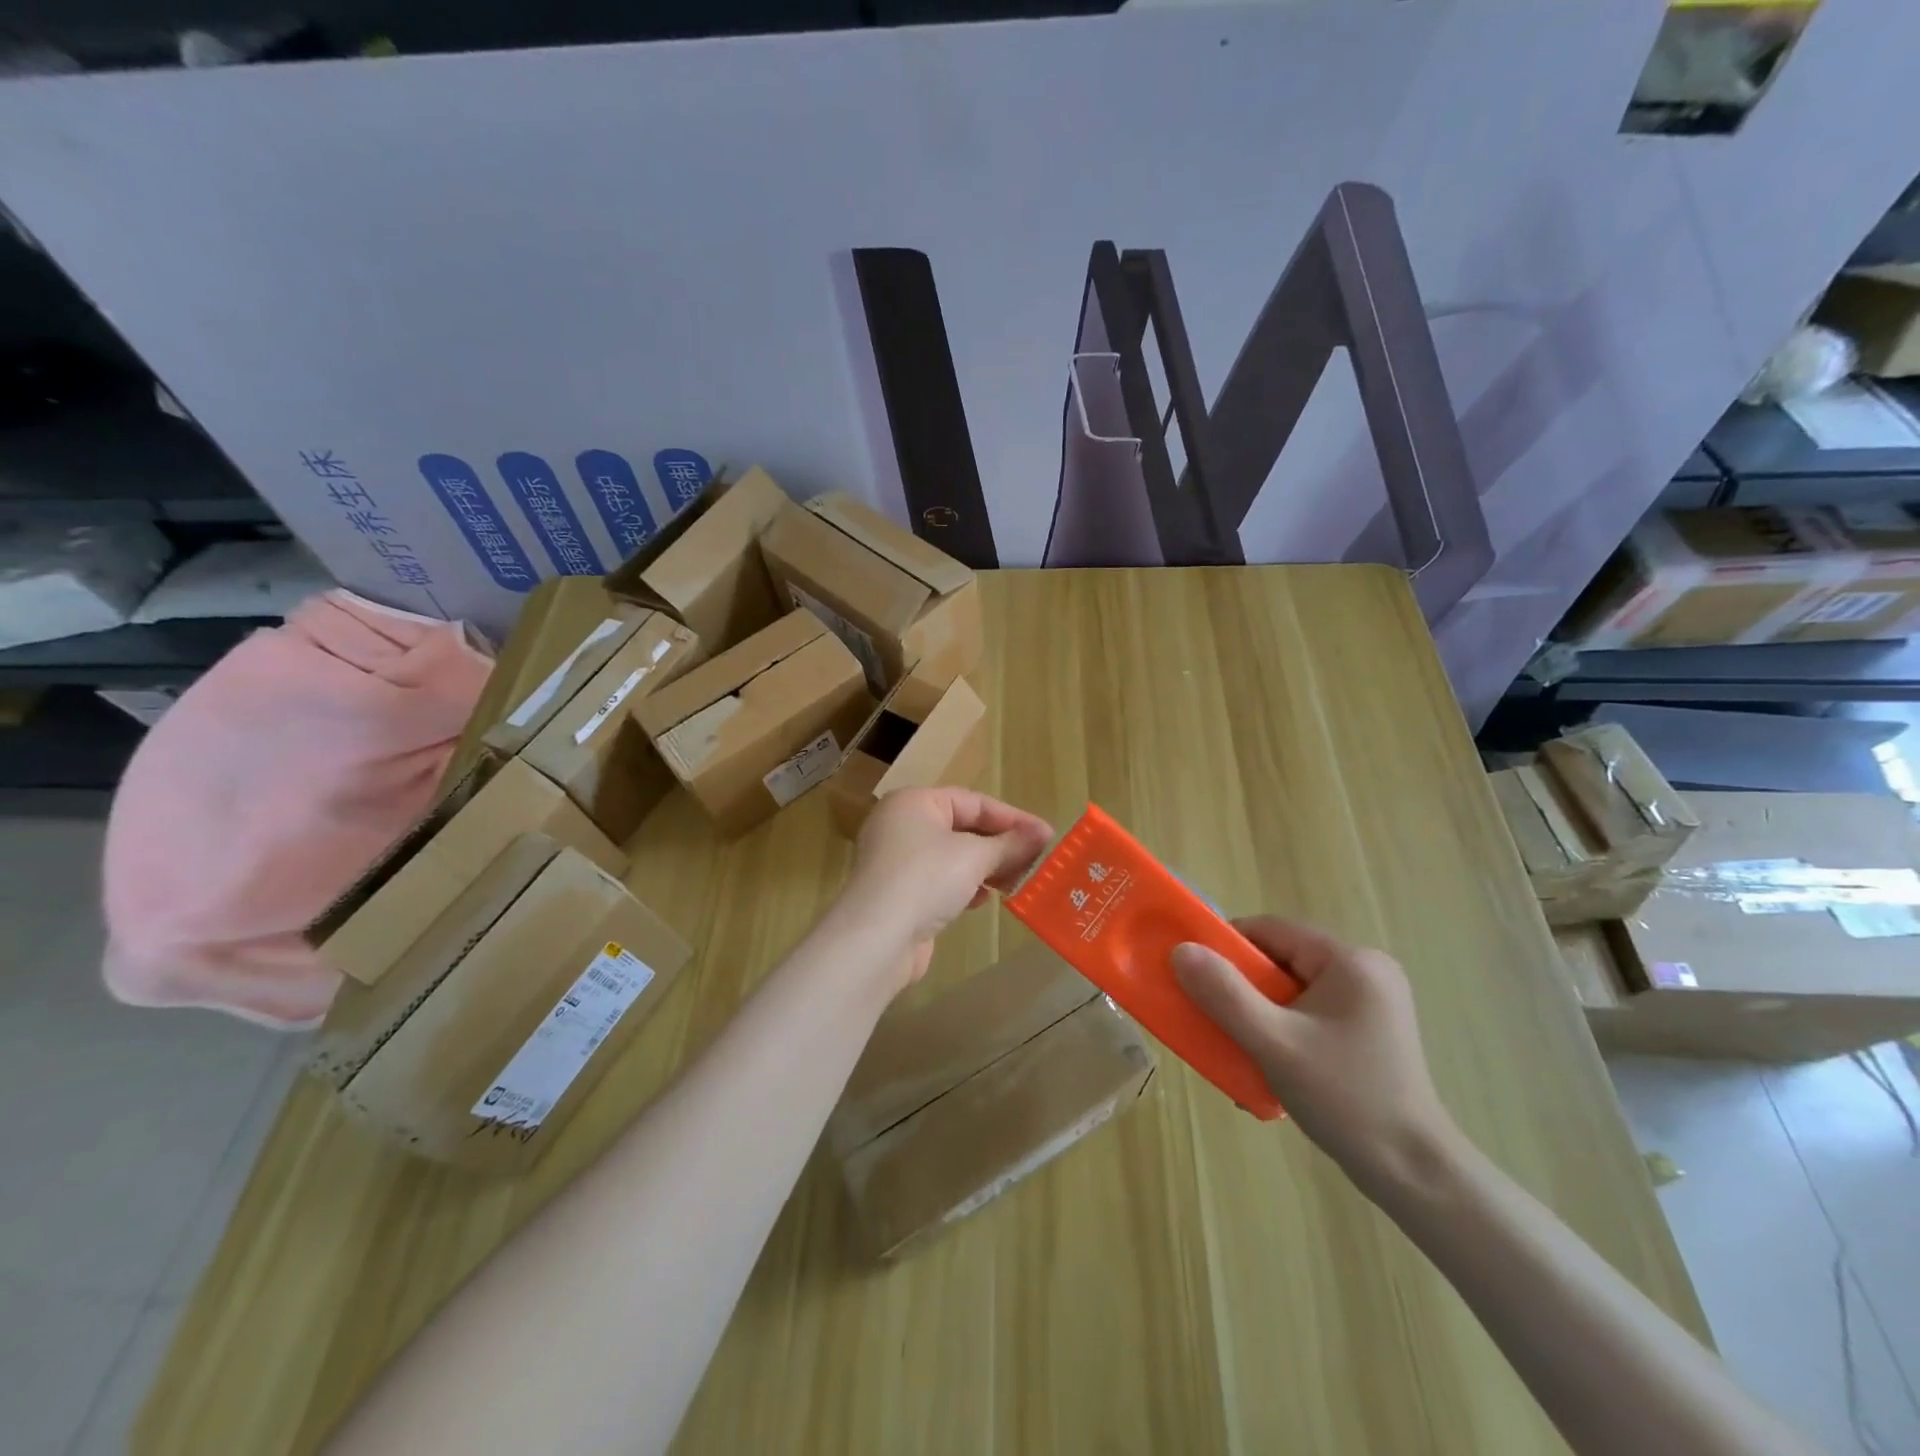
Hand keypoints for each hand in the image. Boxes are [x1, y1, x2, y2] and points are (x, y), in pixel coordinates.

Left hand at [838, 788, 1053, 987]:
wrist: (876, 938)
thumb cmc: (926, 879)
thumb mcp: (975, 856)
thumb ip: (1010, 844)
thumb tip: (1042, 833)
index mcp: (914, 802)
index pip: (973, 801)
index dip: (1013, 818)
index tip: (1046, 835)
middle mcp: (902, 825)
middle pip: (962, 828)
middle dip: (1000, 845)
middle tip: (1037, 861)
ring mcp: (897, 861)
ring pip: (953, 857)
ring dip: (986, 868)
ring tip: (1017, 881)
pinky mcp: (899, 893)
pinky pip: (940, 881)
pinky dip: (965, 886)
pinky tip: (984, 900)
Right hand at [1170, 917, 1456, 1192]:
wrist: (1415, 1174)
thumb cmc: (1345, 1099)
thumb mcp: (1274, 1044)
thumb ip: (1224, 994)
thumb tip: (1181, 950)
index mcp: (1350, 961)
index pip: (1272, 930)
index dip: (1227, 947)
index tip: (1197, 976)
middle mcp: (1366, 970)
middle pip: (1282, 959)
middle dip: (1243, 988)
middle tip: (1217, 1019)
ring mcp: (1372, 1002)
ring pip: (1293, 989)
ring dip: (1260, 1013)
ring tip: (1243, 1048)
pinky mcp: (1371, 1029)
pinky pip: (1311, 1012)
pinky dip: (1284, 1028)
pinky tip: (1273, 1063)